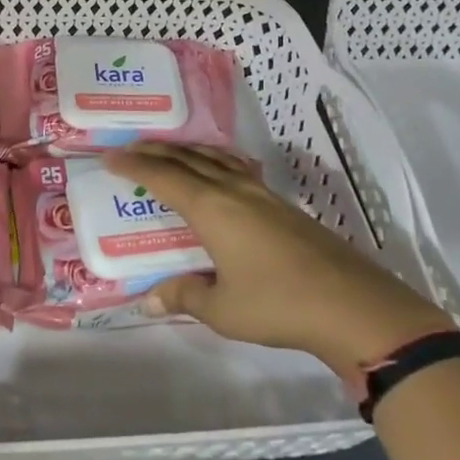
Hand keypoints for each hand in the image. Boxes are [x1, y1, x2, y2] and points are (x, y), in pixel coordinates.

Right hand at [103, 143, 452, 372]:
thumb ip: (184, 297)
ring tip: (168, 151)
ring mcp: (261, 193)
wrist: (351, 304)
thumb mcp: (222, 309)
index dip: (134, 165)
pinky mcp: (281, 204)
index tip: (108, 157)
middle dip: (155, 152)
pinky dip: (214, 160)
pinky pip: (236, 168)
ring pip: (214, 158)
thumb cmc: (278, 304)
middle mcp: (232, 190)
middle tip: (129, 149)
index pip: (163, 177)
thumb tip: (149, 299)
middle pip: (187, 159)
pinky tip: (219, 169)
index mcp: (211, 208)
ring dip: (185, 151)